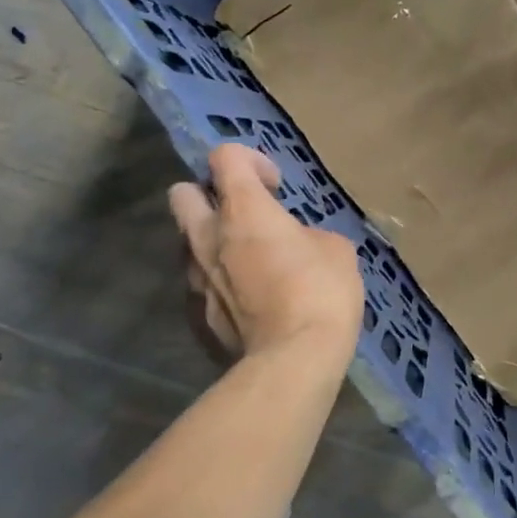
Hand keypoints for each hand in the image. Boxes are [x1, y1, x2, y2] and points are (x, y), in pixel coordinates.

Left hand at [168, 144, 364, 360]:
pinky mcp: (194, 316)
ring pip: (187, 243)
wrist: (293, 361)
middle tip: (242, 216)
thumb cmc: (321, 292)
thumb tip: (295, 242)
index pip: (224, 156)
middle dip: (208, 195)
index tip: (274, 186)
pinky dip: (217, 285)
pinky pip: (198, 286)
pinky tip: (246, 304)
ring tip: (247, 265)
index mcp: (243, 210)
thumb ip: (305, 233)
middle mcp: (207, 237)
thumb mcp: (335, 249)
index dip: (249, 160)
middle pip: (182, 192)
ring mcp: (194, 279)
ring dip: (212, 243)